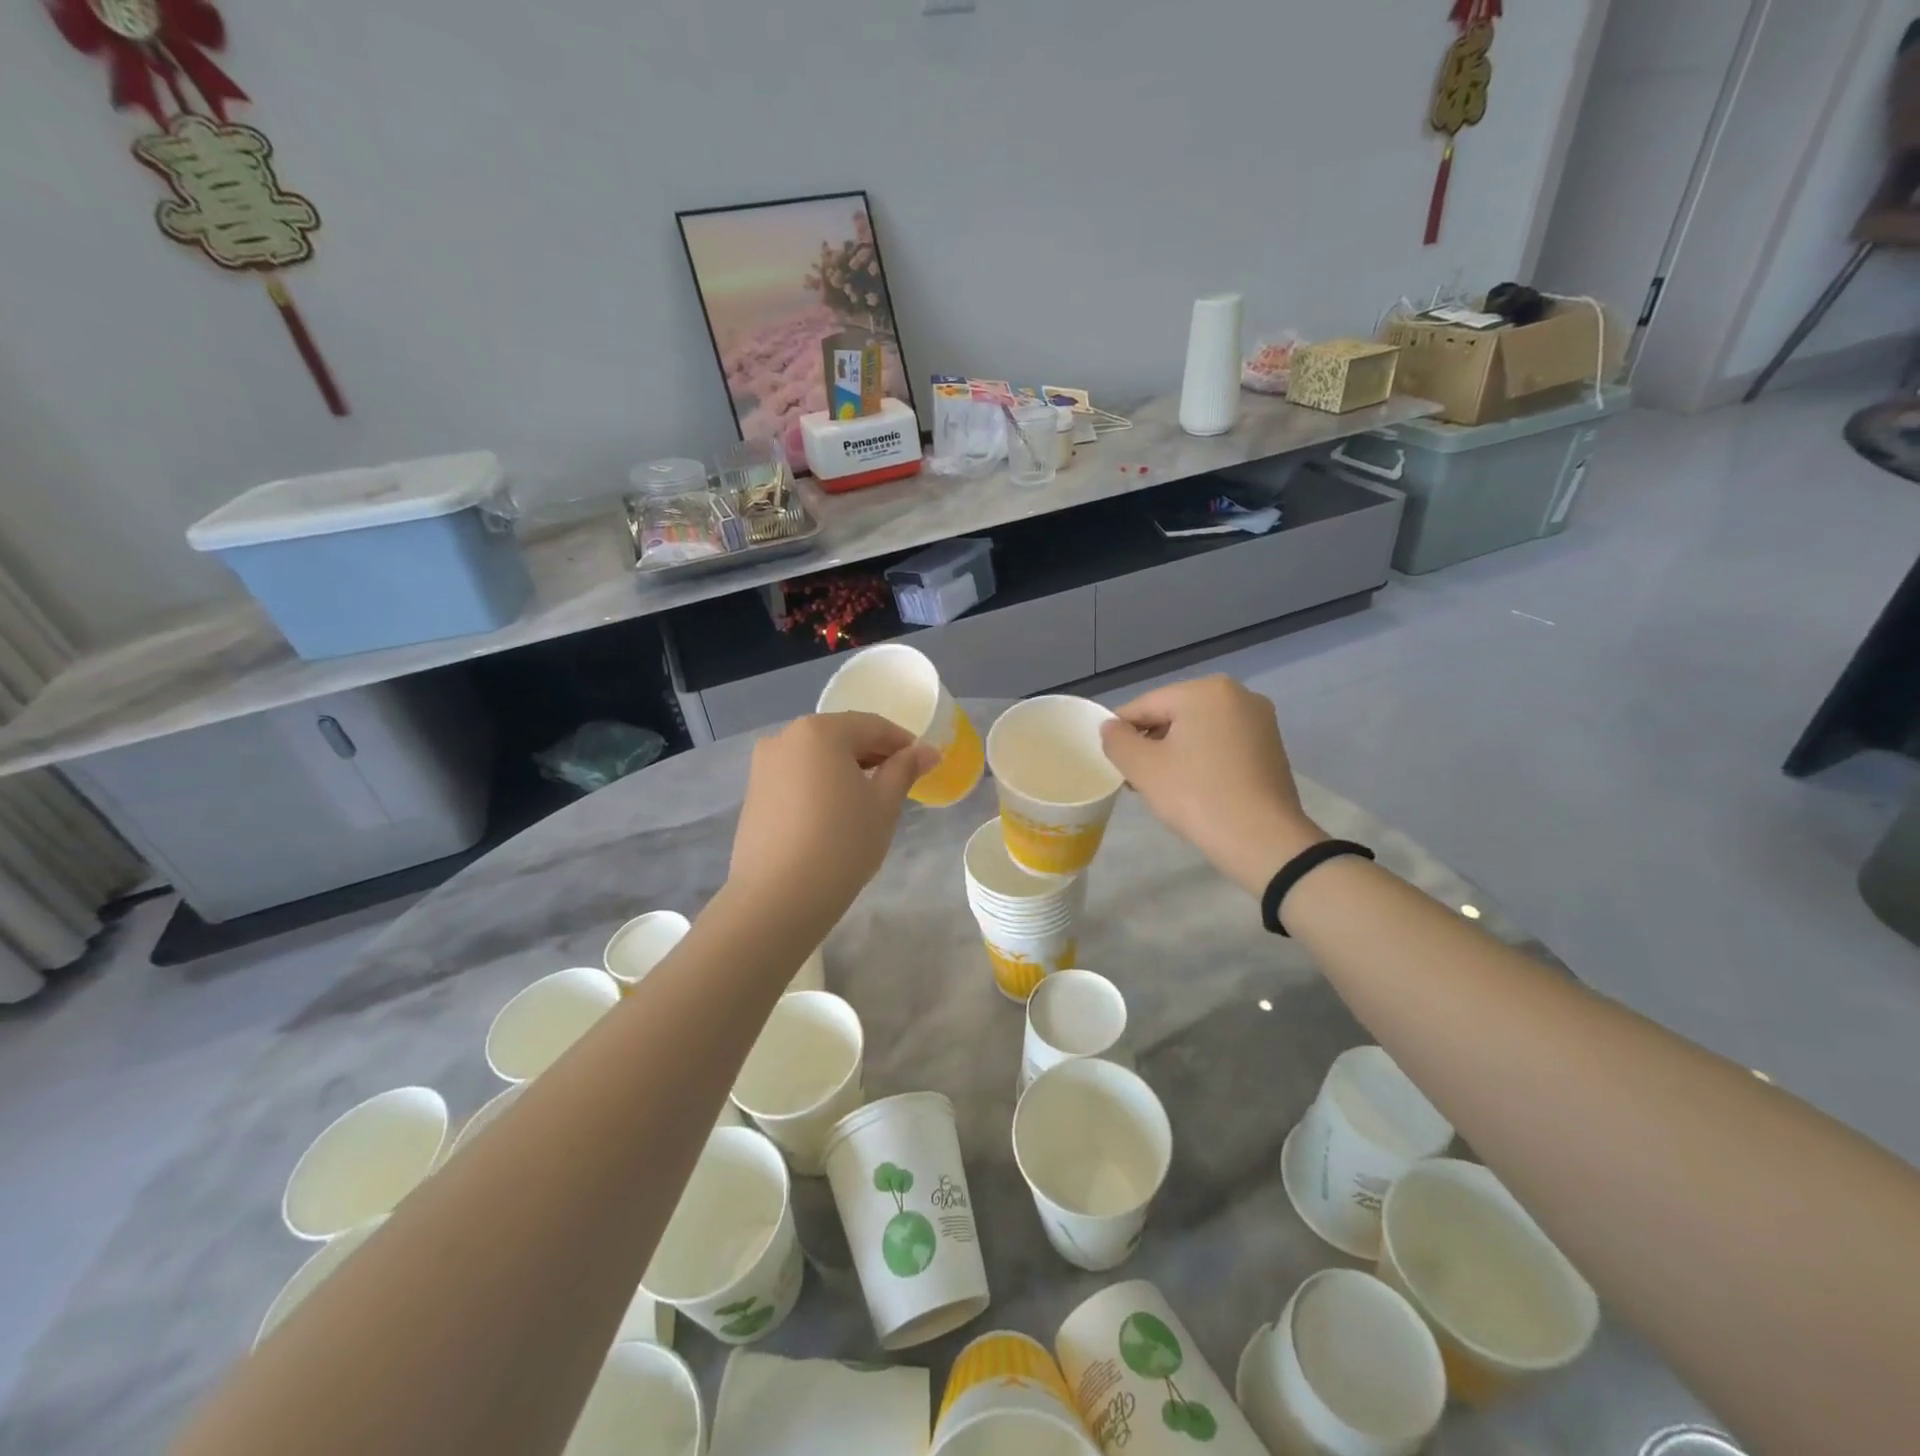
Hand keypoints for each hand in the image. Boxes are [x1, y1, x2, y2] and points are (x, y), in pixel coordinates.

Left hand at [728, 712, 937, 932]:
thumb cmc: (842, 843)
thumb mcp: (884, 805)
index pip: (872, 726)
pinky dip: (820, 785)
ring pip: (816, 757)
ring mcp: (763, 766)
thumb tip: (927, 751)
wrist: (778, 897)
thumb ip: (904, 770)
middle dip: (873, 755)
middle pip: (841, 737)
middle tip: (900, 783)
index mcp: (820, 731)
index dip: (903, 743)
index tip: (924, 764)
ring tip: (868, 801)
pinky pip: (797, 778)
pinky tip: (835, 814)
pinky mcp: (754, 795)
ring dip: (846, 770)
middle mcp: (785, 738)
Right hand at [1100, 676, 1324, 896]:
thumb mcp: (1143, 768)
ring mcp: (1259, 720)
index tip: (1114, 763)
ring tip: (1164, 787)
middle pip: (1174, 714)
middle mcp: (1237, 694)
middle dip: (1151, 742)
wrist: (1264, 841)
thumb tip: (1110, 727)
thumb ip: (1117, 740)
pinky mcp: (1271, 746)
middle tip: (1137, 779)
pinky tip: (1195, 788)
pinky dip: (1202, 758)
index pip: (1145, 704)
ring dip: (1175, 752)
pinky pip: (1222, 743)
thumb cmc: (1197, 796)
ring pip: (1199, 729)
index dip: (1121, 732)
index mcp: (1205, 691)